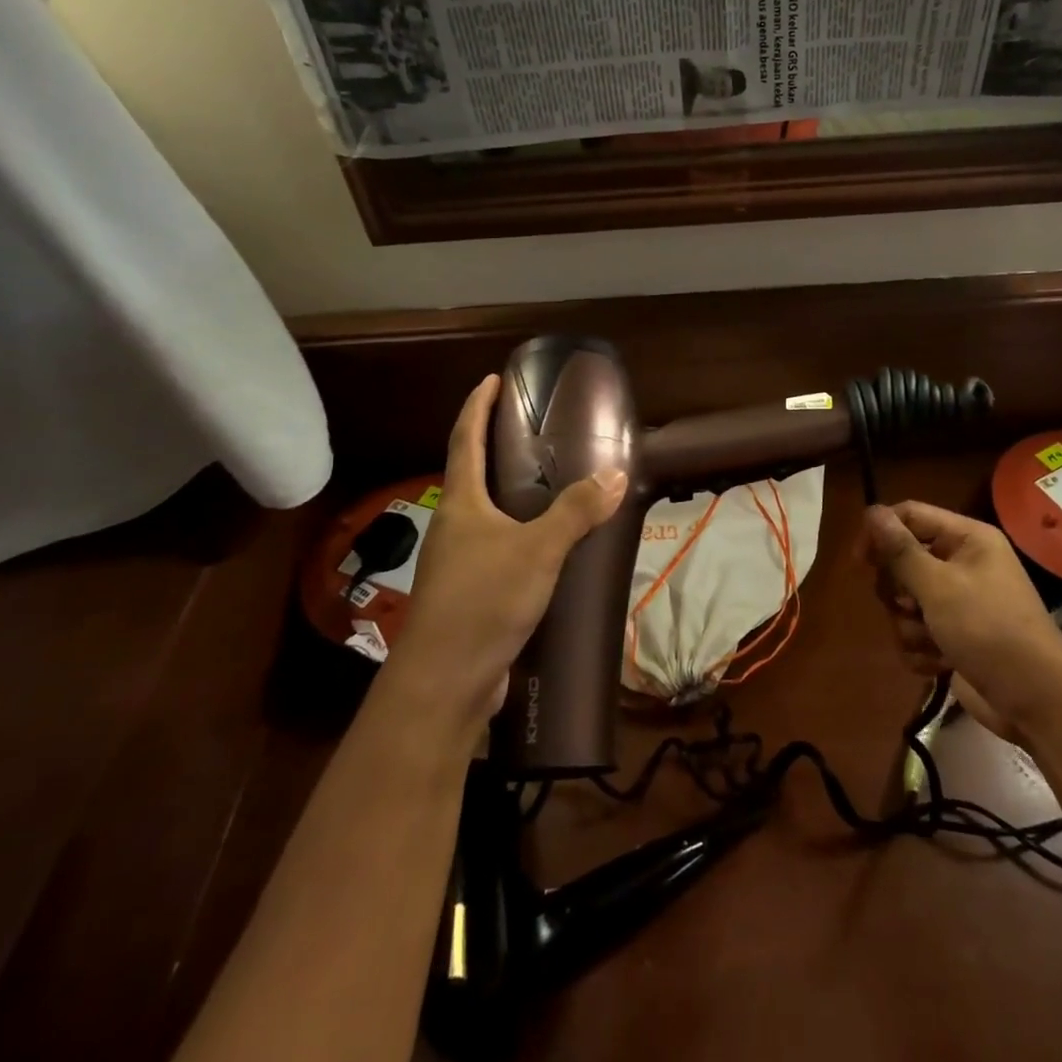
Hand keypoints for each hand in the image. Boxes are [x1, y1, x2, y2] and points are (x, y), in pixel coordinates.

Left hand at [382, 375, 626, 730]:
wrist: (445, 682)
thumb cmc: (483, 601)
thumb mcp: (538, 550)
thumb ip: (576, 512)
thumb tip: (616, 475)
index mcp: (461, 504)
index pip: (464, 439)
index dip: (477, 406)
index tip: (491, 379)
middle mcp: (455, 526)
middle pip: (472, 474)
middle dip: (495, 447)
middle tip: (533, 429)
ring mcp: (460, 562)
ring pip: (488, 515)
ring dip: (511, 494)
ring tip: (550, 482)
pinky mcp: (473, 593)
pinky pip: (501, 549)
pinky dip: (523, 535)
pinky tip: (552, 546)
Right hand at [865, 502, 1061, 742]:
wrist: (1034, 701)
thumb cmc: (989, 630)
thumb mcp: (939, 586)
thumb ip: (900, 550)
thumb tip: (871, 511)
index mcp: (967, 539)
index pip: (910, 515)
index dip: (881, 533)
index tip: (860, 561)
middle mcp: (962, 564)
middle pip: (902, 561)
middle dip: (899, 590)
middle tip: (911, 606)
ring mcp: (957, 602)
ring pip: (905, 601)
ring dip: (909, 625)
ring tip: (932, 641)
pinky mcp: (952, 636)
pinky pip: (915, 632)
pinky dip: (921, 649)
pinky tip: (938, 663)